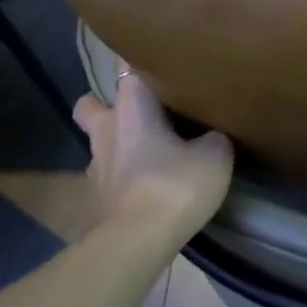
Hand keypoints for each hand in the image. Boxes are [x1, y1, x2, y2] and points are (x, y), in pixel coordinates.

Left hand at [74, 69, 233, 242]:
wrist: (136, 242)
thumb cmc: (174, 186)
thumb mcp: (216, 155)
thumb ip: (214, 136)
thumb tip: (211, 134)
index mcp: (132, 108)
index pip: (127, 69)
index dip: (139, 63)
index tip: (156, 64)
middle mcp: (106, 130)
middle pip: (91, 105)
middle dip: (109, 105)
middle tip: (140, 112)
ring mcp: (96, 167)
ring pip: (99, 143)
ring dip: (118, 144)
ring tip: (148, 152)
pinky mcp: (95, 199)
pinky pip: (108, 176)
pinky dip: (122, 176)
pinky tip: (146, 185)